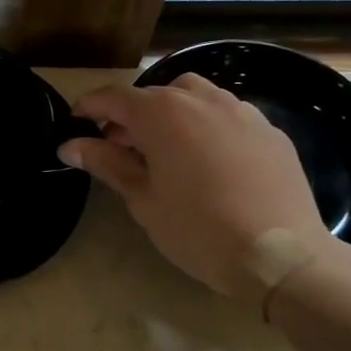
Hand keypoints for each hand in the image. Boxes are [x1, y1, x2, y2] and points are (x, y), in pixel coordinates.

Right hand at [60, 74, 334, 302]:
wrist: (280, 255)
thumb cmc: (198, 229)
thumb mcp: (142, 199)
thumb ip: (106, 163)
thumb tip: (70, 145)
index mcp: (163, 114)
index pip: (114, 97)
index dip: (89, 107)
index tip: (74, 123)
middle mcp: (201, 100)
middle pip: (154, 94)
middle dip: (130, 114)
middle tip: (118, 147)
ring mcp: (241, 111)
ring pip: (194, 97)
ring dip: (171, 113)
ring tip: (165, 149)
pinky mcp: (269, 130)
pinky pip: (227, 115)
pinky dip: (206, 127)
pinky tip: (207, 162)